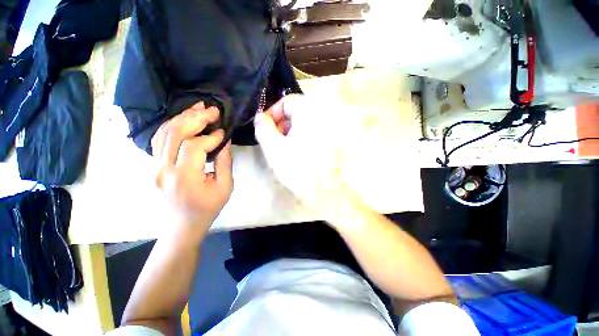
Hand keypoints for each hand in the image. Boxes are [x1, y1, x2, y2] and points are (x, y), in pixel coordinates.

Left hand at [152, 102, 232, 233]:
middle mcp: (163, 170)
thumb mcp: (225, 187)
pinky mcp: (153, 165)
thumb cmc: (207, 208)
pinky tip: (184, 119)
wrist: (182, 225)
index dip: (211, 136)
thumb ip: (225, 162)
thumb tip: (224, 140)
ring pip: (163, 133)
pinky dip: (172, 125)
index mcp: (184, 178)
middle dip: (195, 118)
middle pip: (174, 133)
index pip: (194, 147)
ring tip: (198, 108)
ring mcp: (154, 167)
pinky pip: (159, 139)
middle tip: (212, 109)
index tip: (224, 132)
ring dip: (182, 117)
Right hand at [254, 95, 367, 224]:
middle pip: (296, 112)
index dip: (272, 113)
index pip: (286, 101)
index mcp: (311, 111)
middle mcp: (324, 114)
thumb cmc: (300, 169)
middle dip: (281, 125)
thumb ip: (263, 128)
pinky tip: (297, 153)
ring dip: (290, 132)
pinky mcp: (333, 140)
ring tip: (283, 149)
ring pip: (304, 123)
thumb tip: (259, 117)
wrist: (327, 192)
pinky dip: (301, 138)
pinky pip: (312, 132)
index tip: (264, 129)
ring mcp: (331, 127)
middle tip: (273, 141)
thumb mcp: (274, 148)